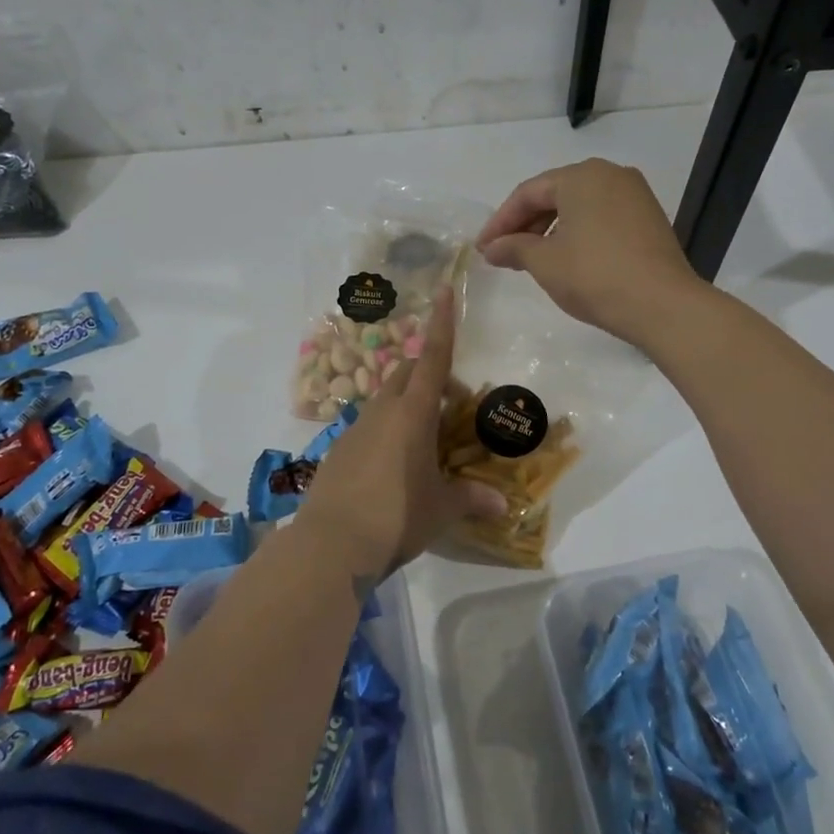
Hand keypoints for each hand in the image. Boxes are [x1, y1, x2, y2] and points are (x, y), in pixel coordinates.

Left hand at [296, 286, 507, 576]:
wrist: (330, 544)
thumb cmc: (396, 517)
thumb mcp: (440, 509)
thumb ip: (471, 499)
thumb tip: (503, 506)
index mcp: (413, 413)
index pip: (433, 357)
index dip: (442, 323)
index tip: (443, 290)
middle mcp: (383, 410)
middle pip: (406, 373)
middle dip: (429, 376)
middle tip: (450, 407)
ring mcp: (356, 428)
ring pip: (385, 399)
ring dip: (407, 406)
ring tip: (425, 443)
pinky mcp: (339, 449)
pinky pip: (368, 426)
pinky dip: (386, 431)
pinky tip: (394, 468)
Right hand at [476, 159, 704, 347]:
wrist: (663, 305)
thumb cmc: (595, 276)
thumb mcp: (545, 263)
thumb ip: (514, 248)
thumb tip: (492, 248)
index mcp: (581, 176)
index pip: (528, 193)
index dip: (500, 221)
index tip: (483, 248)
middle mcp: (610, 174)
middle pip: (554, 194)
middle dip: (525, 224)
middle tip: (503, 253)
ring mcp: (634, 194)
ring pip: (579, 206)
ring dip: (550, 229)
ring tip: (531, 259)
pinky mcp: (649, 217)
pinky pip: (601, 217)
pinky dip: (578, 232)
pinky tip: (567, 257)